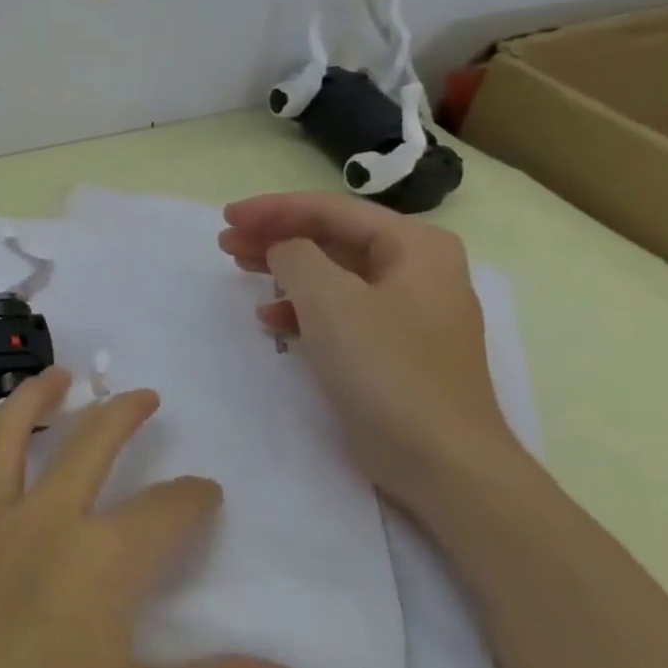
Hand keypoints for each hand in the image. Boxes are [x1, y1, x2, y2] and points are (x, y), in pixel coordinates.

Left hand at [0, 371, 317, 667]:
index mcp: (102, 561)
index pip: (167, 511)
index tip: (206, 492)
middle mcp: (40, 524)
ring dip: (32, 399)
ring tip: (52, 377)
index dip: (194, 498)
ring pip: (3, 437)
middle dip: (122, 412)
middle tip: (141, 394)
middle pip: (89, 445)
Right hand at [218, 191, 529, 513]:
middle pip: (331, 237)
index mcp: (415, 246)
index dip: (274, 208)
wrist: (440, 459)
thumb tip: (283, 249)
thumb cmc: (386, 367)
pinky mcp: (391, 346)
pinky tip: (270, 319)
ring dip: (283, 268)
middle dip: (276, 235)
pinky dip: (301, 307)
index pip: (331, 210)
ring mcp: (406, 310)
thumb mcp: (329, 299)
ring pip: (332, 272)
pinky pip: (338, 308)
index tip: (227, 216)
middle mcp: (416, 269)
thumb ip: (295, 256)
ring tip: (239, 268)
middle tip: (226, 241)